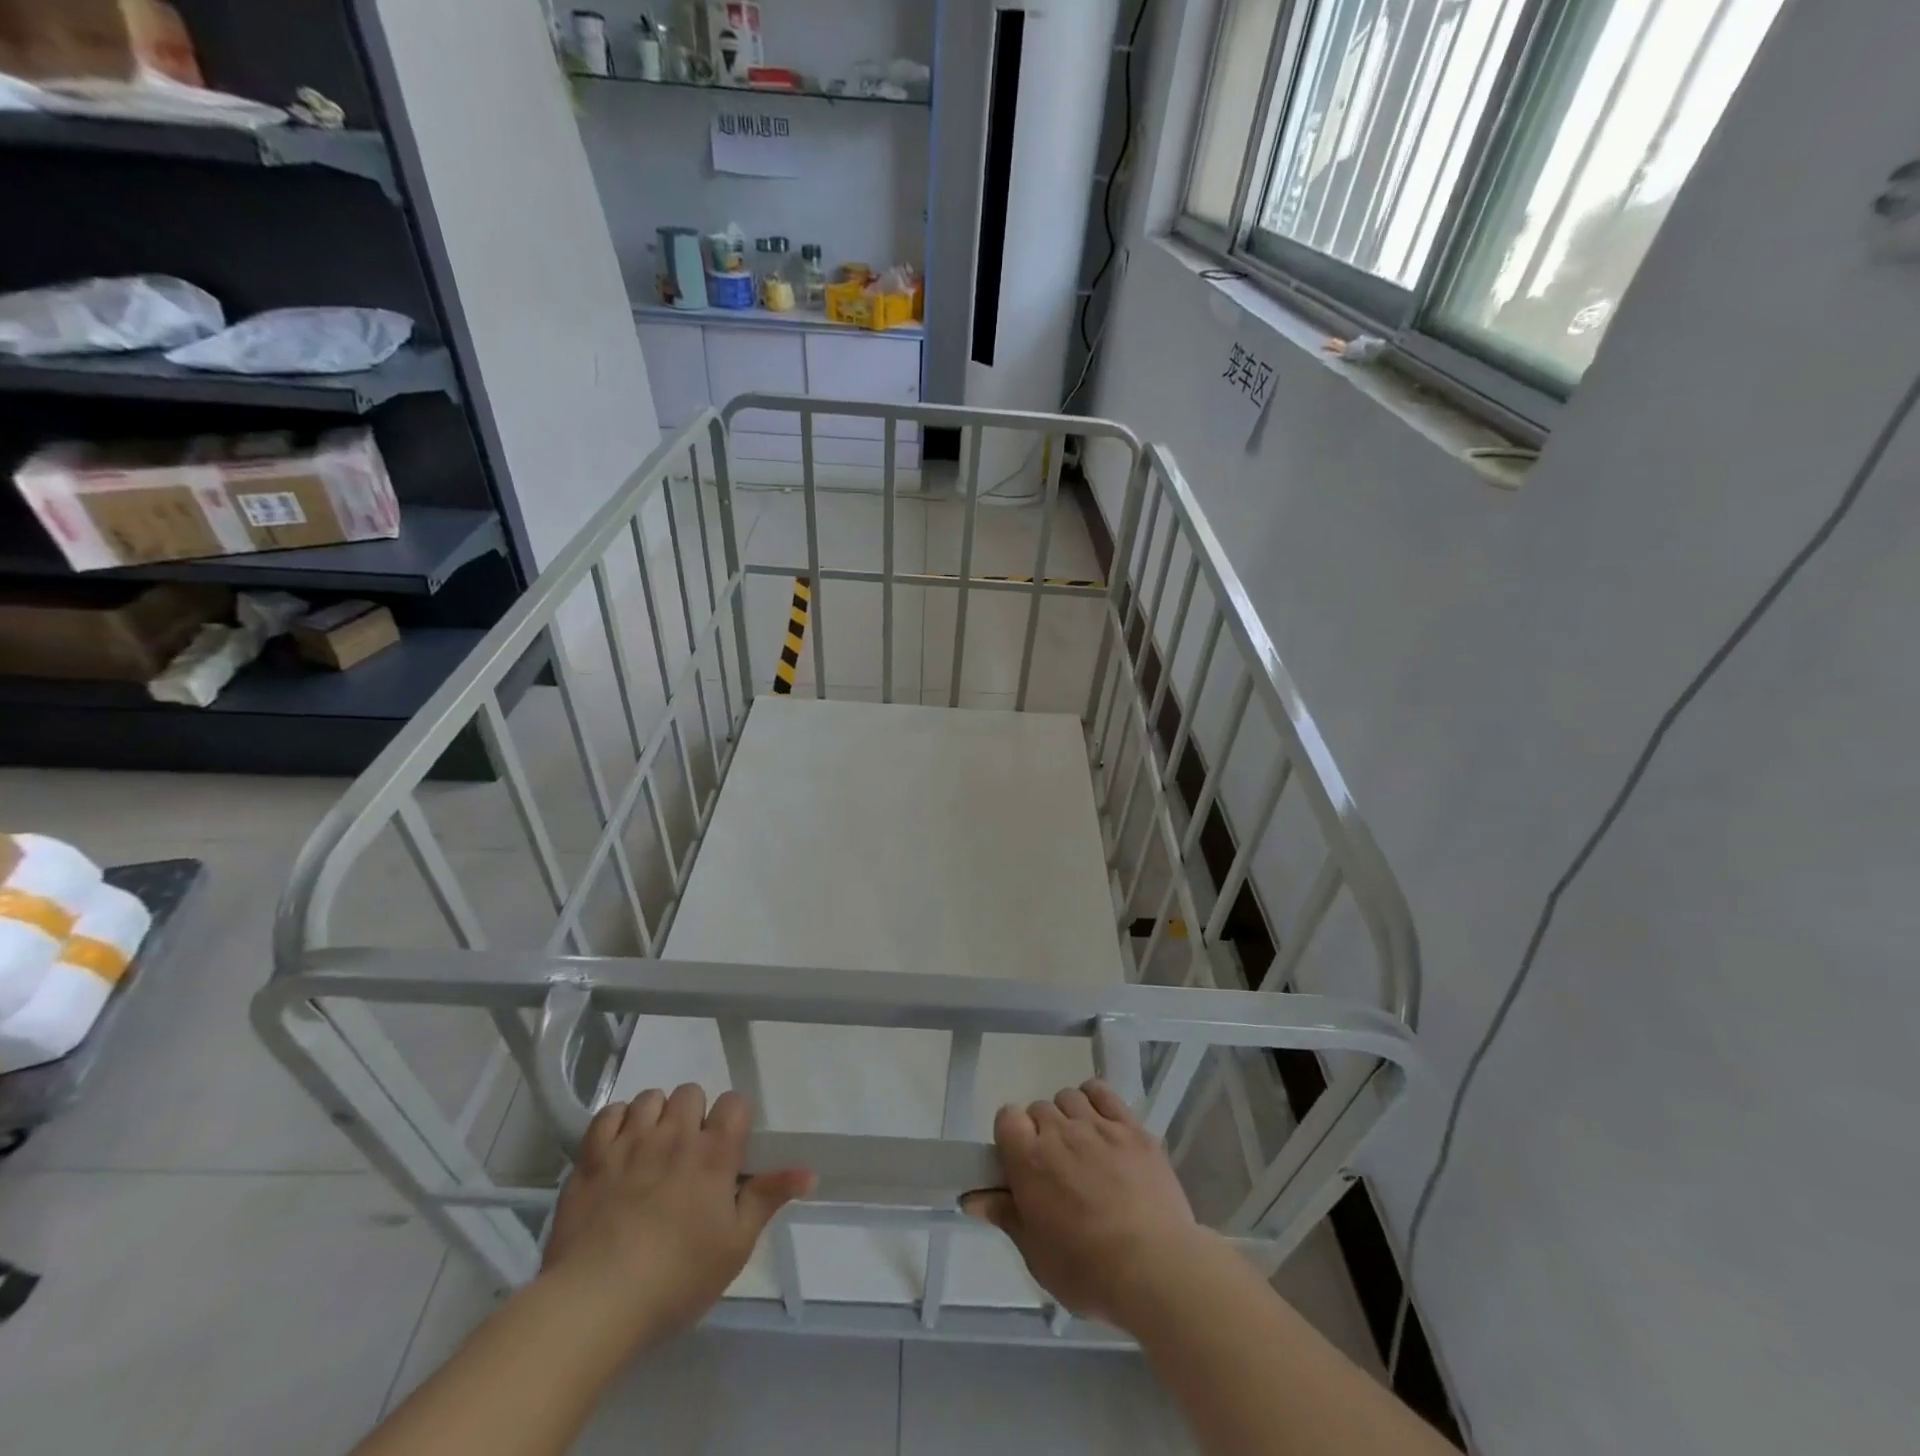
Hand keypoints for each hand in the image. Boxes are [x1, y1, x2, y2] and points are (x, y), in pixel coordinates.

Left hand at [542, 1084, 812, 1346]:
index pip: (734, 1102)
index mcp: (714, 1153)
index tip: (727, 1149)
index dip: (733, 1120)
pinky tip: (619, 1149)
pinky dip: (617, 1123)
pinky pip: (609, 1113)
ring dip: (656, 1116)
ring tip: (652, 1149)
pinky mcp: (592, 1155)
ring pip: (651, 1097)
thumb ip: (769, 1199)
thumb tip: (810, 1172)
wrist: (594, 1302)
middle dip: (693, 1115)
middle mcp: (675, 1135)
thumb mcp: (735, 1247)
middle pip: (691, 1092)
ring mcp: (630, 1141)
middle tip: (687, 1154)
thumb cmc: (675, 1278)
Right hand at [963, 1081, 1214, 1330]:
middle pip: (1039, 1108)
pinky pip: (1104, 1093)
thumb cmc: (1089, 1272)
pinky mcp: (1132, 1127)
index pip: (1007, 1117)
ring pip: (1070, 1097)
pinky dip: (1096, 1100)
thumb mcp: (1038, 1256)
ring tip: (1082, 1146)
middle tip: (1056, 1167)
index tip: (1021, 1162)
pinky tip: (1102, 1123)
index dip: (1011, 1135)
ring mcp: (1098, 1125)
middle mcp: (1060, 1132)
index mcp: (1029, 1161)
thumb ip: (1007, 1217)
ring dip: (1069, 1116)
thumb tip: (973, 1198)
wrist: (1156, 1268)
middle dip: (1042, 1132)